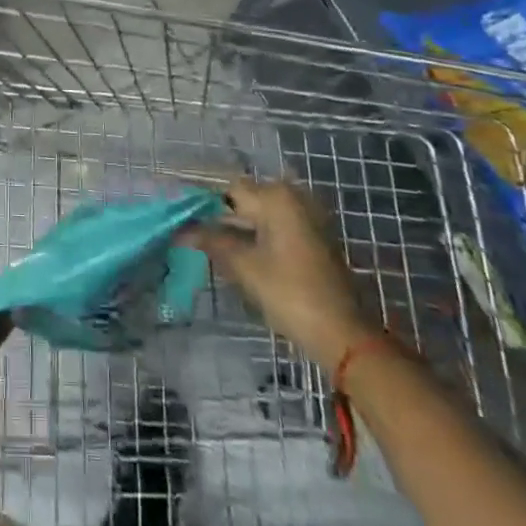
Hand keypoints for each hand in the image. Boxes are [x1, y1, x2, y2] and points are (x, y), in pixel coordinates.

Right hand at [185, 178, 376, 364]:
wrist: (344, 335)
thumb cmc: (290, 294)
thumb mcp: (244, 267)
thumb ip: (211, 241)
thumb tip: (181, 230)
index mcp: (276, 196)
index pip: (228, 190)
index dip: (203, 205)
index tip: (182, 222)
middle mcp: (293, 197)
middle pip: (245, 200)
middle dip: (220, 218)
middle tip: (194, 238)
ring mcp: (307, 217)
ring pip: (260, 215)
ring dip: (238, 230)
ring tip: (212, 250)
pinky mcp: (314, 237)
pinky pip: (276, 227)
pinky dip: (257, 238)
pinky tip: (240, 258)